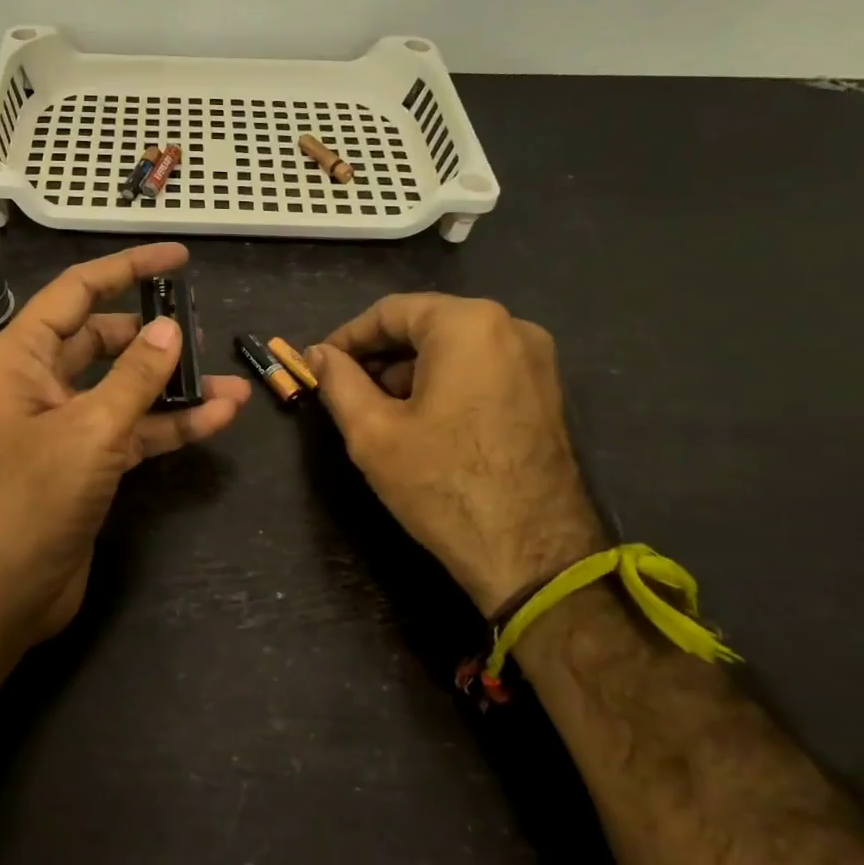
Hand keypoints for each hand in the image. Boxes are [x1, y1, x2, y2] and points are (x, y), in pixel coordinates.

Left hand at [0, 242, 250, 653]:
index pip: (77, 292)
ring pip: (125, 389)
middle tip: (204, 328)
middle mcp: (41, 383)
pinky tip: (217, 418)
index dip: (126, 268)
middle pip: (104, 340)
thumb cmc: (30, 500)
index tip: (176, 257)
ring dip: (174, 386)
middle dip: (154, 335)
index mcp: (22, 357)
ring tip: (230, 383)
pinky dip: (170, 425)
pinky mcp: (86, 464)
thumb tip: (170, 328)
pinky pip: (133, 431)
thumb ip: (134, 377)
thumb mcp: (89, 430)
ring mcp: (65, 426)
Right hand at [308, 295, 605, 616]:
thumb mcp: (372, 431)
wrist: (531, 552)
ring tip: (377, 410)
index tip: (319, 364)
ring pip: (453, 347)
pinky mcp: (545, 391)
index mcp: (467, 324)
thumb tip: (318, 353)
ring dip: (409, 370)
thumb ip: (338, 381)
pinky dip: (443, 382)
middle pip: (425, 325)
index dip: (347, 337)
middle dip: (379, 355)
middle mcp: (509, 326)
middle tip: (344, 389)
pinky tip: (420, 420)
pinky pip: (481, 368)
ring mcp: (535, 359)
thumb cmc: (441, 483)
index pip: (390, 311)